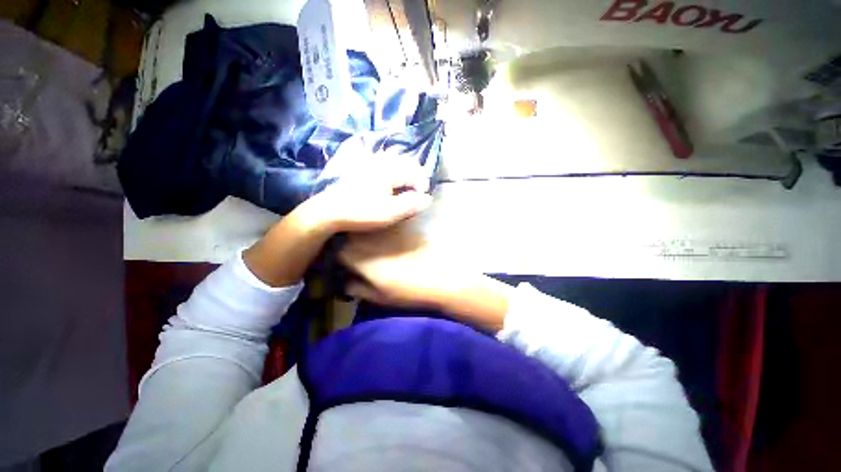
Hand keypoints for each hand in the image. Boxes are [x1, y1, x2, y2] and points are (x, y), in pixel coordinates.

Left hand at [311, 152, 432, 232]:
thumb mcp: (390, 212)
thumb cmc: (362, 212)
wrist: (329, 211)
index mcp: (390, 171)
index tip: (420, 202)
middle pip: (407, 162)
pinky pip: (383, 159)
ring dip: (405, 170)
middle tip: (416, 193)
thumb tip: (428, 198)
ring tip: (406, 185)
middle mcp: (382, 161)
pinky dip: (392, 165)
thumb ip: (411, 204)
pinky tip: (389, 176)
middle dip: (416, 177)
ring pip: (395, 159)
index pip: (415, 173)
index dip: (422, 187)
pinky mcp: (362, 167)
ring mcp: (370, 162)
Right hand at [339, 225, 512, 330]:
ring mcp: (386, 223)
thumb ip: (357, 289)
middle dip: (355, 242)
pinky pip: (390, 219)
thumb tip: (346, 283)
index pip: (338, 252)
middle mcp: (367, 234)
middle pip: (352, 234)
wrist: (444, 275)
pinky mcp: (403, 218)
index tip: (350, 264)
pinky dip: (389, 225)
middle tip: (367, 253)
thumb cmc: (410, 289)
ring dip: (372, 231)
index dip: (343, 258)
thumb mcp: (380, 296)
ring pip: (371, 224)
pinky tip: (398, 234)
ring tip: (383, 243)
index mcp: (356, 254)